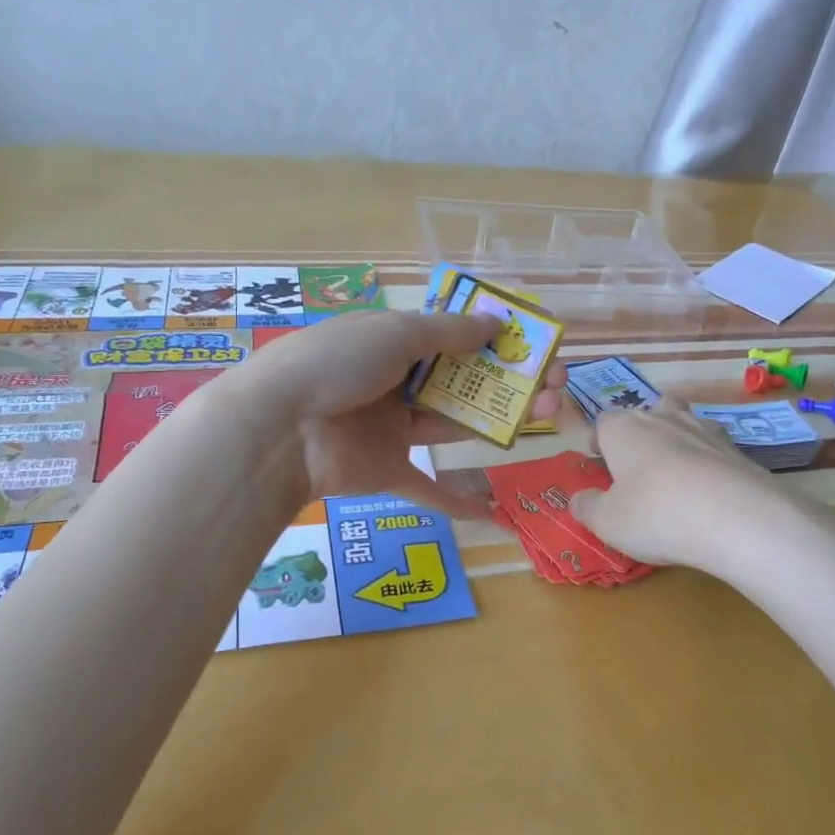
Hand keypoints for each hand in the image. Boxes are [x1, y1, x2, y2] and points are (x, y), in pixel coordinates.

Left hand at [242, 309, 567, 516]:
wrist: (279, 428)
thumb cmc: (338, 364)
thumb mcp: (395, 333)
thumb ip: (449, 332)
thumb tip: (497, 324)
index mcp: (392, 343)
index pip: (451, 338)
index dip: (493, 342)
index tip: (532, 346)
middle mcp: (395, 382)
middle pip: (462, 382)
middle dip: (509, 382)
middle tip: (555, 387)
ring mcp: (392, 428)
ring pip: (455, 424)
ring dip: (499, 422)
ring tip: (548, 418)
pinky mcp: (387, 470)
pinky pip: (426, 486)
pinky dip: (456, 501)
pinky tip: (492, 510)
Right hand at [569, 398, 780, 566]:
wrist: (738, 519)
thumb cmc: (656, 515)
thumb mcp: (607, 522)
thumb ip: (587, 507)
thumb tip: (579, 498)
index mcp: (624, 428)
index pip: (603, 420)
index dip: (599, 440)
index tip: (599, 464)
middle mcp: (663, 418)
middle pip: (647, 412)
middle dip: (640, 434)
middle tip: (637, 468)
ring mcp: (705, 430)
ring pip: (684, 422)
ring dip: (676, 441)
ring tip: (675, 477)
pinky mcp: (738, 450)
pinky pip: (714, 449)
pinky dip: (708, 463)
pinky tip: (709, 492)